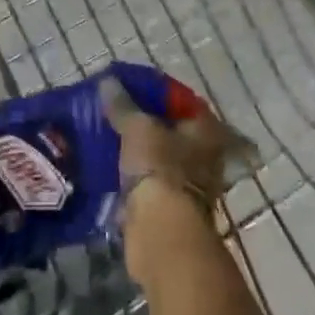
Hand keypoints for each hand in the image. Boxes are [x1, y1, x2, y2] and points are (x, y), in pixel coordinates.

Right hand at [100, 74, 247, 226]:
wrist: (161, 233)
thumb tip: (107, 82)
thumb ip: (123, 105)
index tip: (132, 88)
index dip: (159, 93)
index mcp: (206, 130)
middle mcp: (206, 156)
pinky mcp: (171, 209)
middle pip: (174, 131)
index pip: (183, 101)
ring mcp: (190, 185)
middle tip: (119, 114)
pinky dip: (135, 177)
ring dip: (142, 152)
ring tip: (110, 139)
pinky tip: (111, 168)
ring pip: (162, 159)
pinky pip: (150, 183)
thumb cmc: (159, 168)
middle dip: (149, 125)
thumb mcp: (137, 127)